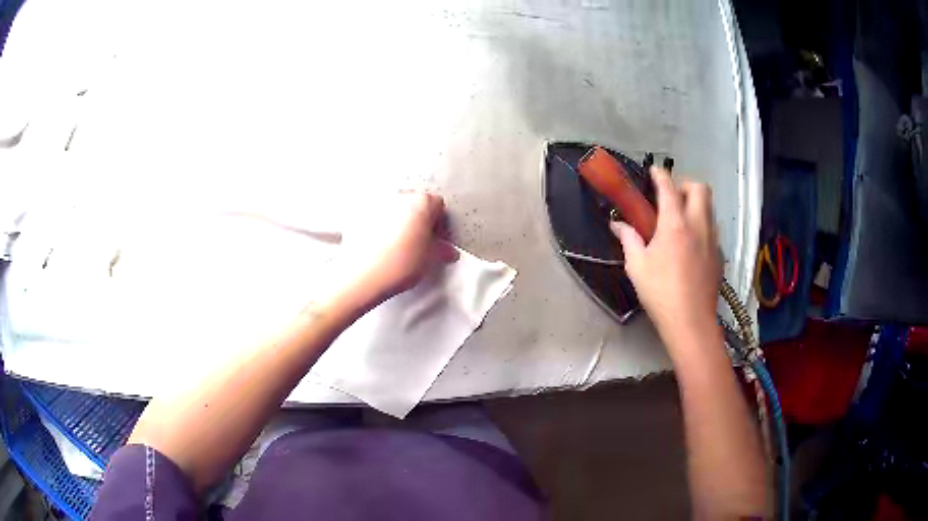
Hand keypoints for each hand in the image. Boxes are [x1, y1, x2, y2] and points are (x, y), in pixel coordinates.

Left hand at [336, 191, 458, 306]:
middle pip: (415, 203)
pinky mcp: (360, 214)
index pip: (438, 206)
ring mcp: (377, 203)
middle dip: (419, 220)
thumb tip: (448, 251)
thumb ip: (442, 250)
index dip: (440, 223)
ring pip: (395, 209)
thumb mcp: (430, 258)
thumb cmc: (400, 263)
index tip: (438, 239)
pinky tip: (382, 245)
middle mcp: (399, 196)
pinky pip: (377, 216)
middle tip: (420, 242)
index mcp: (421, 201)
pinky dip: (381, 226)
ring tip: (399, 245)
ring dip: (399, 221)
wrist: (363, 275)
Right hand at [610, 167, 720, 356]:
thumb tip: (617, 224)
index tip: (653, 171)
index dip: (660, 175)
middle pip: (700, 188)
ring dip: (695, 203)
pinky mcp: (719, 255)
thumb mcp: (637, 266)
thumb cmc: (660, 292)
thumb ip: (628, 239)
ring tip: (681, 219)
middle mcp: (698, 225)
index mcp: (675, 224)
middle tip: (671, 197)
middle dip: (685, 184)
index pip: (668, 187)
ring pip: (709, 207)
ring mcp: (712, 240)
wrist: (691, 321)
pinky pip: (712, 229)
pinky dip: (702, 225)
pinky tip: (691, 244)